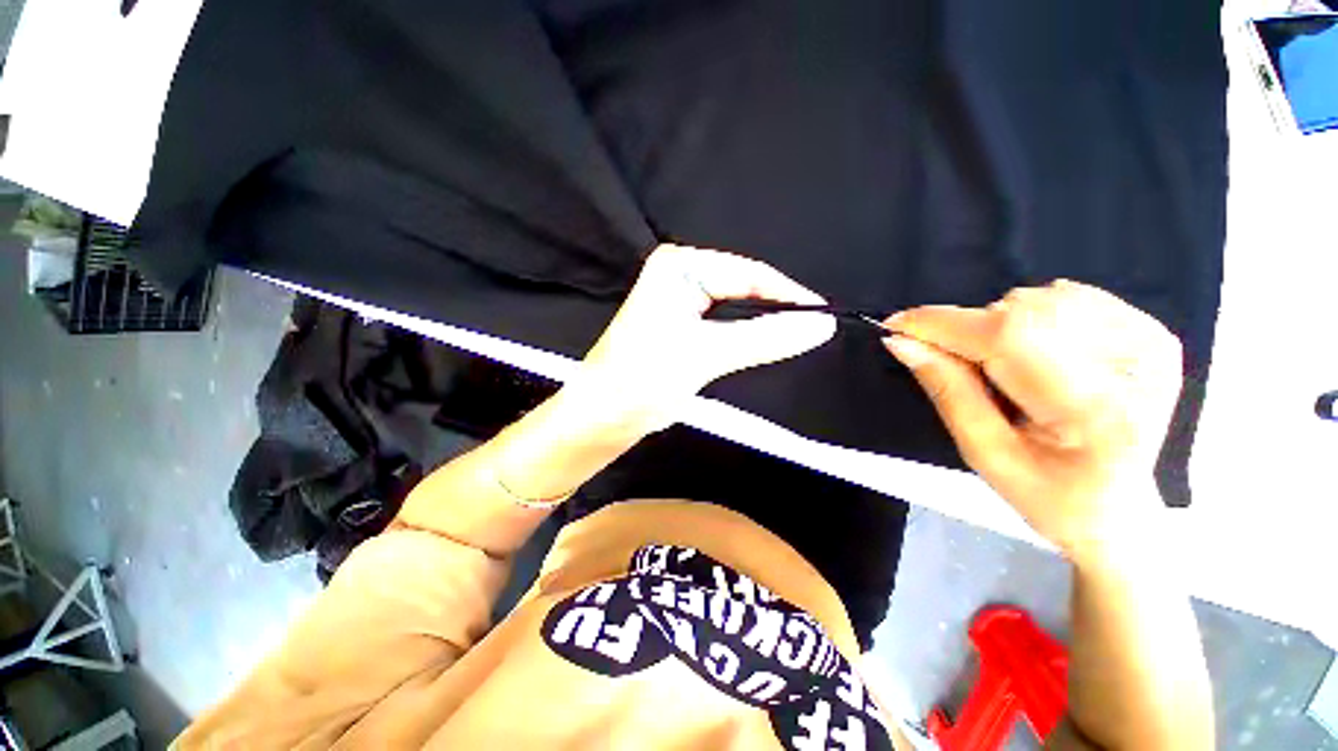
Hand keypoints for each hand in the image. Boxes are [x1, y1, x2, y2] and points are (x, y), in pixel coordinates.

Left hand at [570, 245, 835, 434]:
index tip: (825, 318)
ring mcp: (679, 300)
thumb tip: (822, 325)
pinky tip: (765, 344)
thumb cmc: (643, 379)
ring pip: (736, 308)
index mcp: (679, 267)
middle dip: (776, 309)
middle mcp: (679, 275)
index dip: (788, 295)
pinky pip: (724, 324)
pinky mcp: (681, 325)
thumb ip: (764, 338)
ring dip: (762, 325)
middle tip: (814, 331)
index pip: (747, 273)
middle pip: (743, 287)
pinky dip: (745, 335)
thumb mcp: (706, 354)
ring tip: (797, 339)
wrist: (602, 416)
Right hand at [883, 280, 1182, 559]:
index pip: (1006, 338)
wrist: (1122, 510)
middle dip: (969, 329)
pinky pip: (1070, 296)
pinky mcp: (1153, 330)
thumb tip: (901, 342)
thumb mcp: (983, 453)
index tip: (896, 325)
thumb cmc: (1049, 496)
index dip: (943, 324)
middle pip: (1023, 311)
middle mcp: (1134, 364)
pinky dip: (1033, 315)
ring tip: (1004, 366)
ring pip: (1041, 298)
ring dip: (1000, 324)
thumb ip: (946, 390)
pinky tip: (1035, 350)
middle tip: (956, 361)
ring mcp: (1150, 341)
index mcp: (1093, 410)